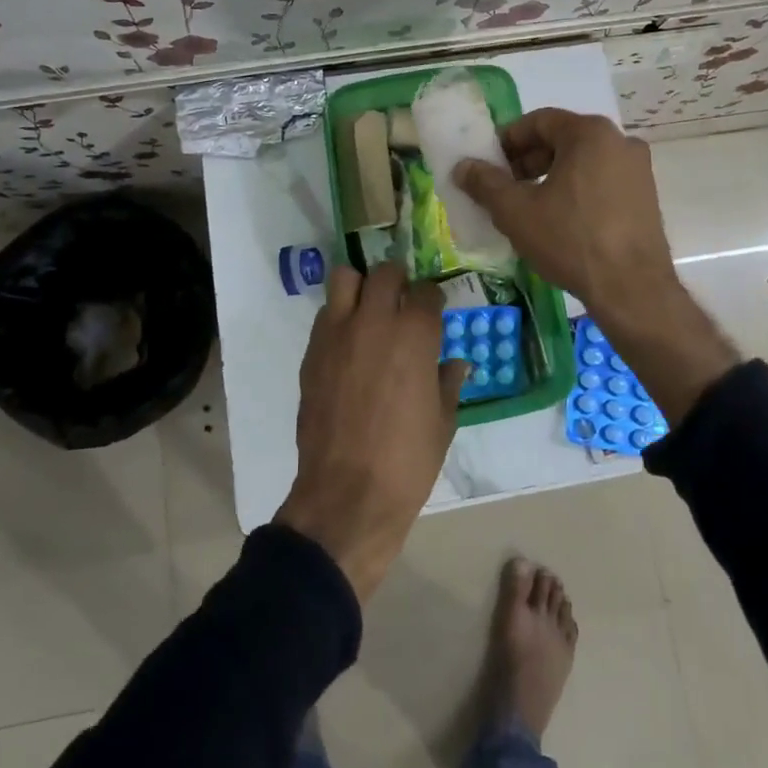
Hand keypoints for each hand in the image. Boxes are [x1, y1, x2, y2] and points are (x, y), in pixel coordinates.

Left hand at [275, 263, 469, 599]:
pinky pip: (325, 314)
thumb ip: (448, 383)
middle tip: (403, 303)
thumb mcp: (442, 423)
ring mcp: (338, 333)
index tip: (434, 311)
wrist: (347, 494)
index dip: (433, 299)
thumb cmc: (407, 461)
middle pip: (385, 273)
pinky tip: (348, 344)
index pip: (426, 291)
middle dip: (398, 281)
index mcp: (414, 335)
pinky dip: (339, 316)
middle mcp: (374, 322)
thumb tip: (455, 364)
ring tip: (369, 310)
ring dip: (361, 287)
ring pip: (345, 278)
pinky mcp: (312, 352)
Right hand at [453, 109, 737, 422]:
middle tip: (504, 186)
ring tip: (528, 206)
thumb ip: (485, 183)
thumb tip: (463, 166)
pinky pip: (602, 181)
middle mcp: (619, 141)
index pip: (539, 121)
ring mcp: (638, 169)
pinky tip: (559, 219)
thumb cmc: (570, 240)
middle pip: (562, 139)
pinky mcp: (646, 196)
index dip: (507, 140)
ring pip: (583, 161)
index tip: (488, 163)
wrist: (632, 289)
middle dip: (528, 160)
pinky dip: (576, 190)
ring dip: (551, 176)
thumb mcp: (516, 211)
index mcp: (590, 133)